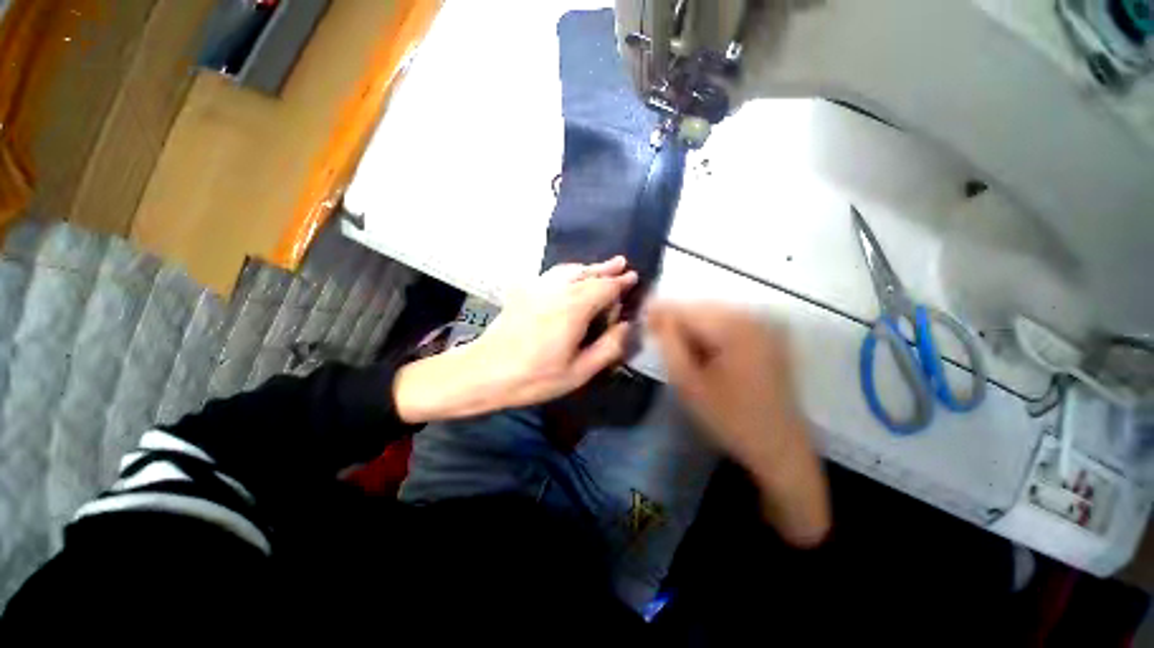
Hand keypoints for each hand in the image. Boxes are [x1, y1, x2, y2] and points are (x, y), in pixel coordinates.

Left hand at [394, 257, 636, 422]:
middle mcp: (557, 290)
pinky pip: (552, 274)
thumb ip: (608, 348)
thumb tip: (625, 326)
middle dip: (606, 269)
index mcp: (574, 308)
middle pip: (587, 273)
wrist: (485, 371)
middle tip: (621, 264)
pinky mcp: (523, 291)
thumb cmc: (534, 377)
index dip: (620, 283)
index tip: (633, 278)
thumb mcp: (578, 372)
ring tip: (600, 266)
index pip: (604, 287)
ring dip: (588, 267)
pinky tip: (570, 276)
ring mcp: (537, 287)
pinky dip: (568, 271)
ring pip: (569, 270)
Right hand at [648, 303, 829, 546]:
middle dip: (676, 320)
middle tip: (659, 340)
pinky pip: (730, 323)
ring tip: (681, 350)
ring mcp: (765, 325)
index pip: (685, 309)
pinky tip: (704, 352)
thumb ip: (669, 344)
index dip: (659, 313)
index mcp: (733, 328)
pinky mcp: (770, 336)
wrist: (778, 446)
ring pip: (713, 314)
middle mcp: (753, 317)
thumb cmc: (729, 419)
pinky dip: (710, 333)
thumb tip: (656, 315)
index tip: (642, 324)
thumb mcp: (688, 383)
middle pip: (700, 308)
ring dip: (692, 327)